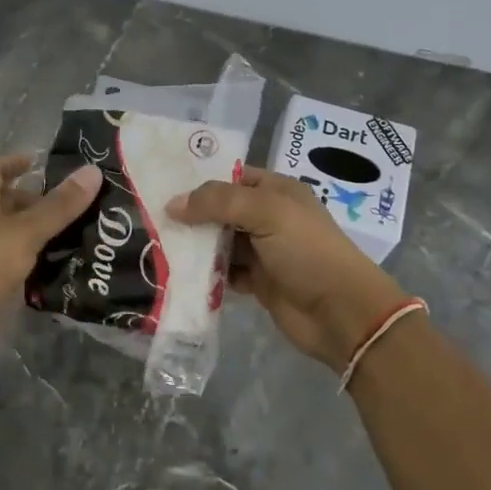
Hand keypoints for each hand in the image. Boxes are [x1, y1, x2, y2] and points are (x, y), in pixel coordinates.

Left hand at [0, 155, 101, 373]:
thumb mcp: (23, 232)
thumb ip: (58, 206)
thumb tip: (93, 170)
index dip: (12, 163)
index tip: (39, 162)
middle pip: (4, 205)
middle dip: (35, 201)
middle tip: (75, 203)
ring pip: (12, 238)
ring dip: (40, 234)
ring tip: (81, 232)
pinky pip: (15, 267)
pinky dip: (36, 264)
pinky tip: (64, 268)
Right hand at [169, 166, 405, 368]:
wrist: (340, 312)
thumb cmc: (307, 251)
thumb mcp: (266, 212)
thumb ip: (218, 202)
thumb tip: (173, 205)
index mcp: (277, 191)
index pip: (232, 177)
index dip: (200, 181)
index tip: (162, 186)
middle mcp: (269, 217)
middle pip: (222, 211)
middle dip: (191, 215)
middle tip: (150, 218)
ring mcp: (264, 251)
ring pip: (220, 243)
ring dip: (195, 247)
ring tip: (157, 246)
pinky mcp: (259, 282)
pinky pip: (224, 273)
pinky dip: (206, 274)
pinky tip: (180, 274)